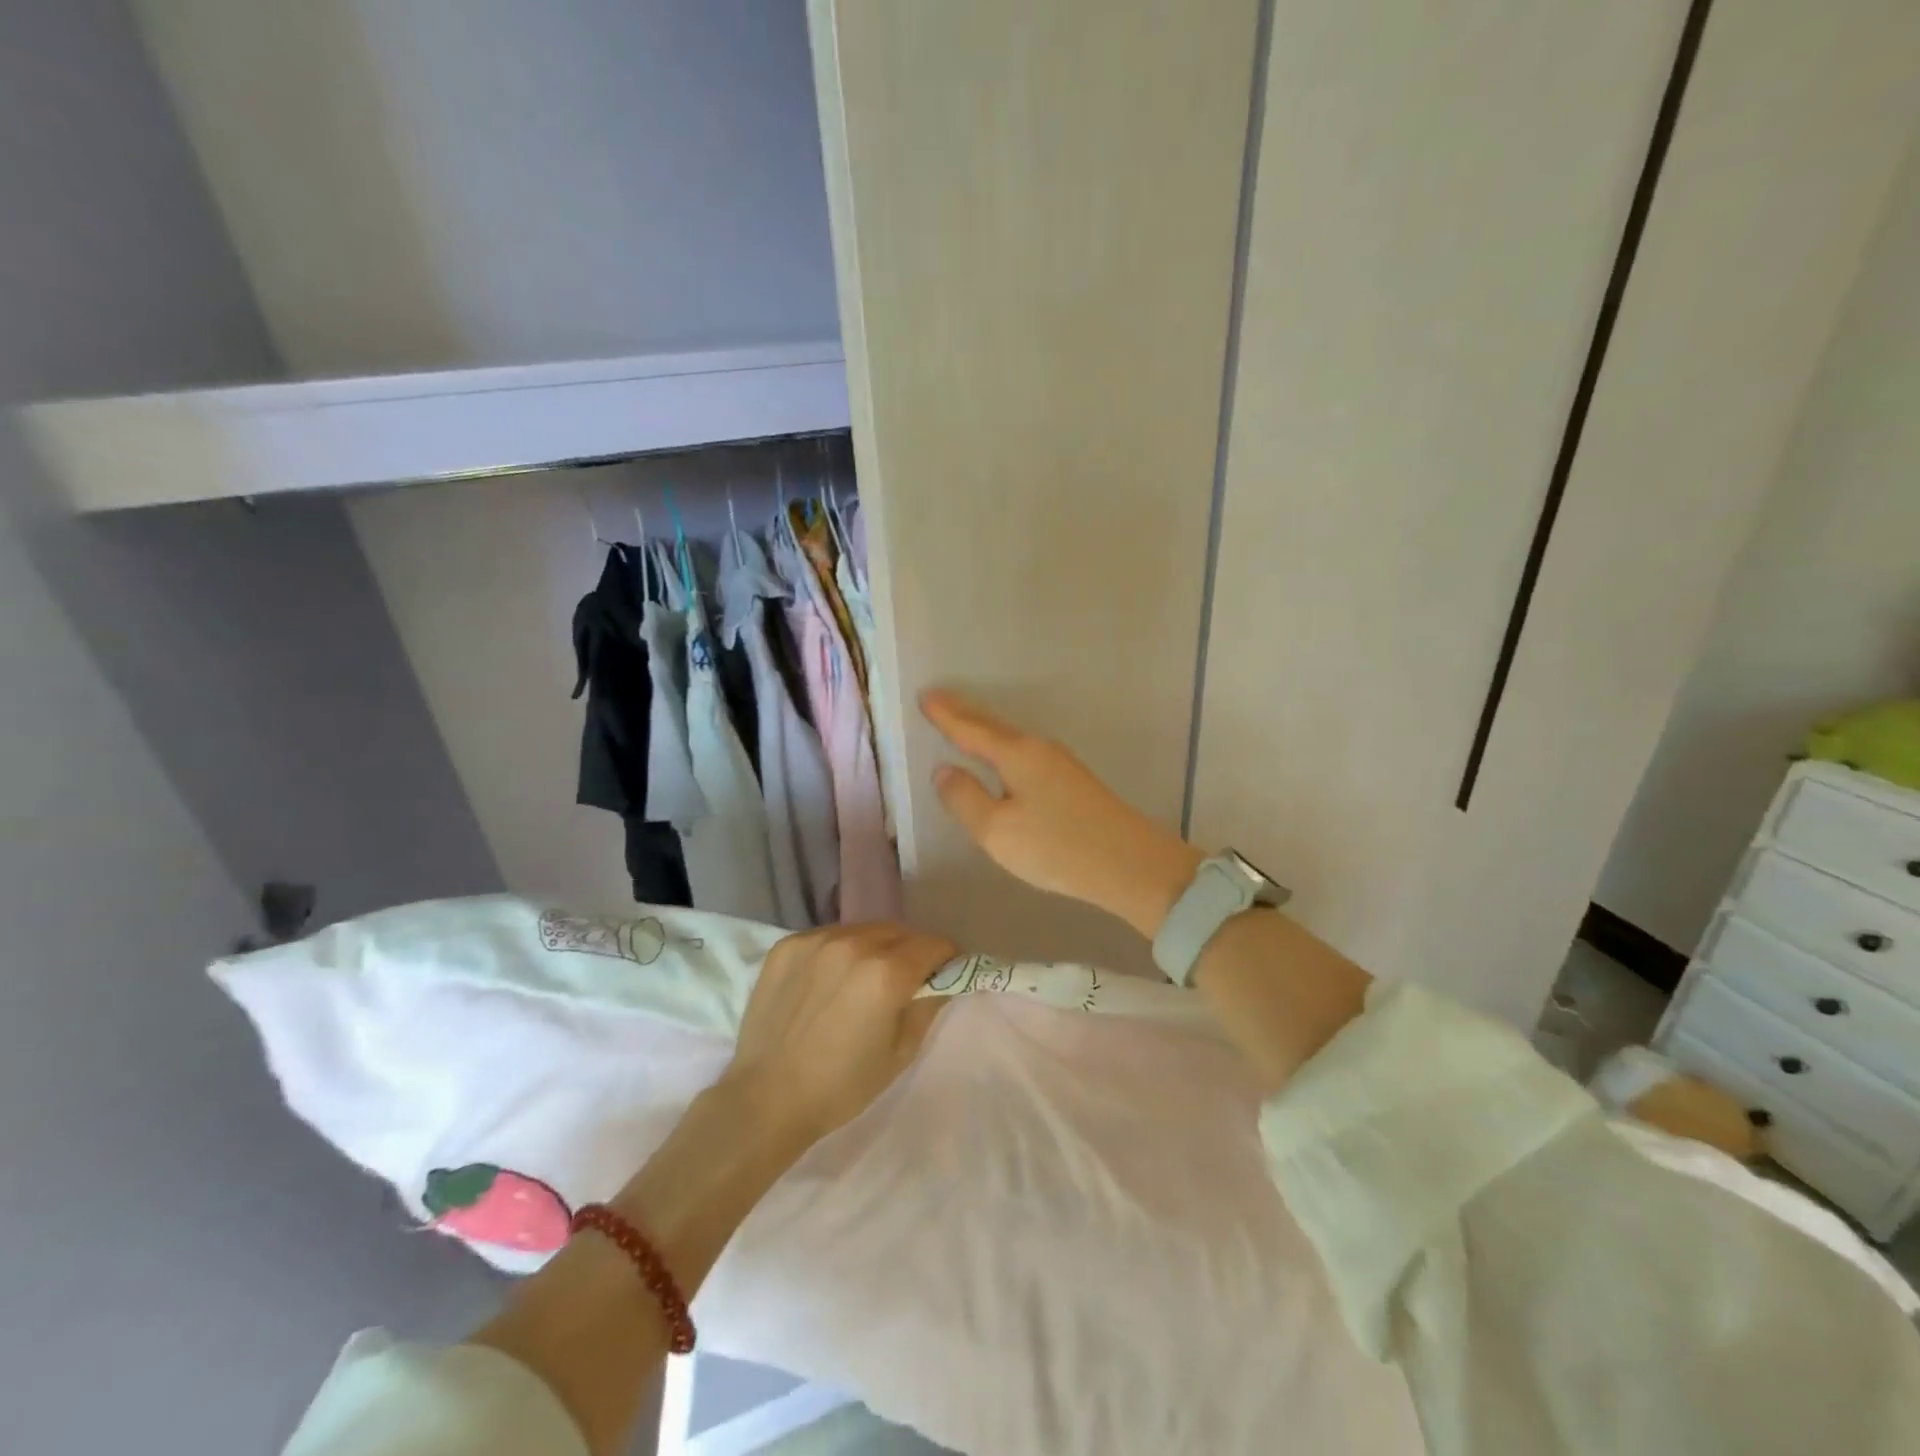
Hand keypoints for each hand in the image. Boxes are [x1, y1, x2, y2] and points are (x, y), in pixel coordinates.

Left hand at [718, 923, 954, 1149]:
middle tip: (906, 979)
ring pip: (864, 931)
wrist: (767, 1097)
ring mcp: (817, 940)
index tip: (944, 973)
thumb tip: (943, 980)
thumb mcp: (901, 1053)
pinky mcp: (788, 944)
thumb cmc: (842, 1085)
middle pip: (900, 932)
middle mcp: (854, 944)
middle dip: (912, 950)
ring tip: (863, 979)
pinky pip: (829, 937)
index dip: (946, 958)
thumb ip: (928, 1006)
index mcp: (887, 972)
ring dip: (875, 947)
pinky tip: (829, 981)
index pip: (933, 944)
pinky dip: (840, 951)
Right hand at [922, 689, 1203, 936]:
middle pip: (994, 727)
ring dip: (985, 729)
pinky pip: (1026, 753)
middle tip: (938, 701)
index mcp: (1017, 755)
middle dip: (964, 713)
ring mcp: (1061, 763)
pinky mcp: (1073, 781)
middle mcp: (1039, 749)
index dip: (946, 715)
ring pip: (1012, 739)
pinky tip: (1003, 758)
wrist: (1131, 864)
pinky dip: (1003, 748)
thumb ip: (965, 799)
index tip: (925, 696)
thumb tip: (944, 770)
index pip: (971, 729)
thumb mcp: (997, 831)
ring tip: (963, 724)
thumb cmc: (1057, 847)